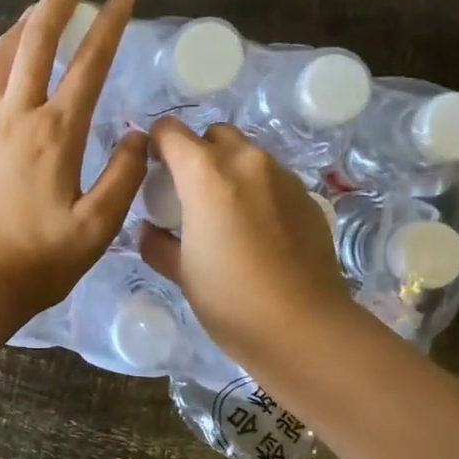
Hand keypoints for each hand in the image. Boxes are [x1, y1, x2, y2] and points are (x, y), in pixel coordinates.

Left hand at [0, 0, 146, 320]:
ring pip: (1, 53)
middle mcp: (17, 114)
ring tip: (41, 8)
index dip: (110, 22)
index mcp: (56, 132)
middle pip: (37, 38)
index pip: (89, 62)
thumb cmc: (41, 260)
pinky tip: (7, 57)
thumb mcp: (98, 226)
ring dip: (24, 22)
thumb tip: (135, 135)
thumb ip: (123, 175)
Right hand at [139, 118, 354, 358]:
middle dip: (197, 154)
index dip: (156, 146)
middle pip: (214, 135)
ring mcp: (283, 177)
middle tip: (189, 195)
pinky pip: (273, 180)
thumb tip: (150, 231)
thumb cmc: (230, 299)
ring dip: (230, 172)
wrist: (303, 327)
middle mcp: (247, 161)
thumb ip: (158, 244)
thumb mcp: (182, 273)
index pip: (170, 131)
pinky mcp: (308, 198)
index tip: (153, 172)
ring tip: (226, 215)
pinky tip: (259, 232)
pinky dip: (258, 192)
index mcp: (206, 173)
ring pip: (247, 156)